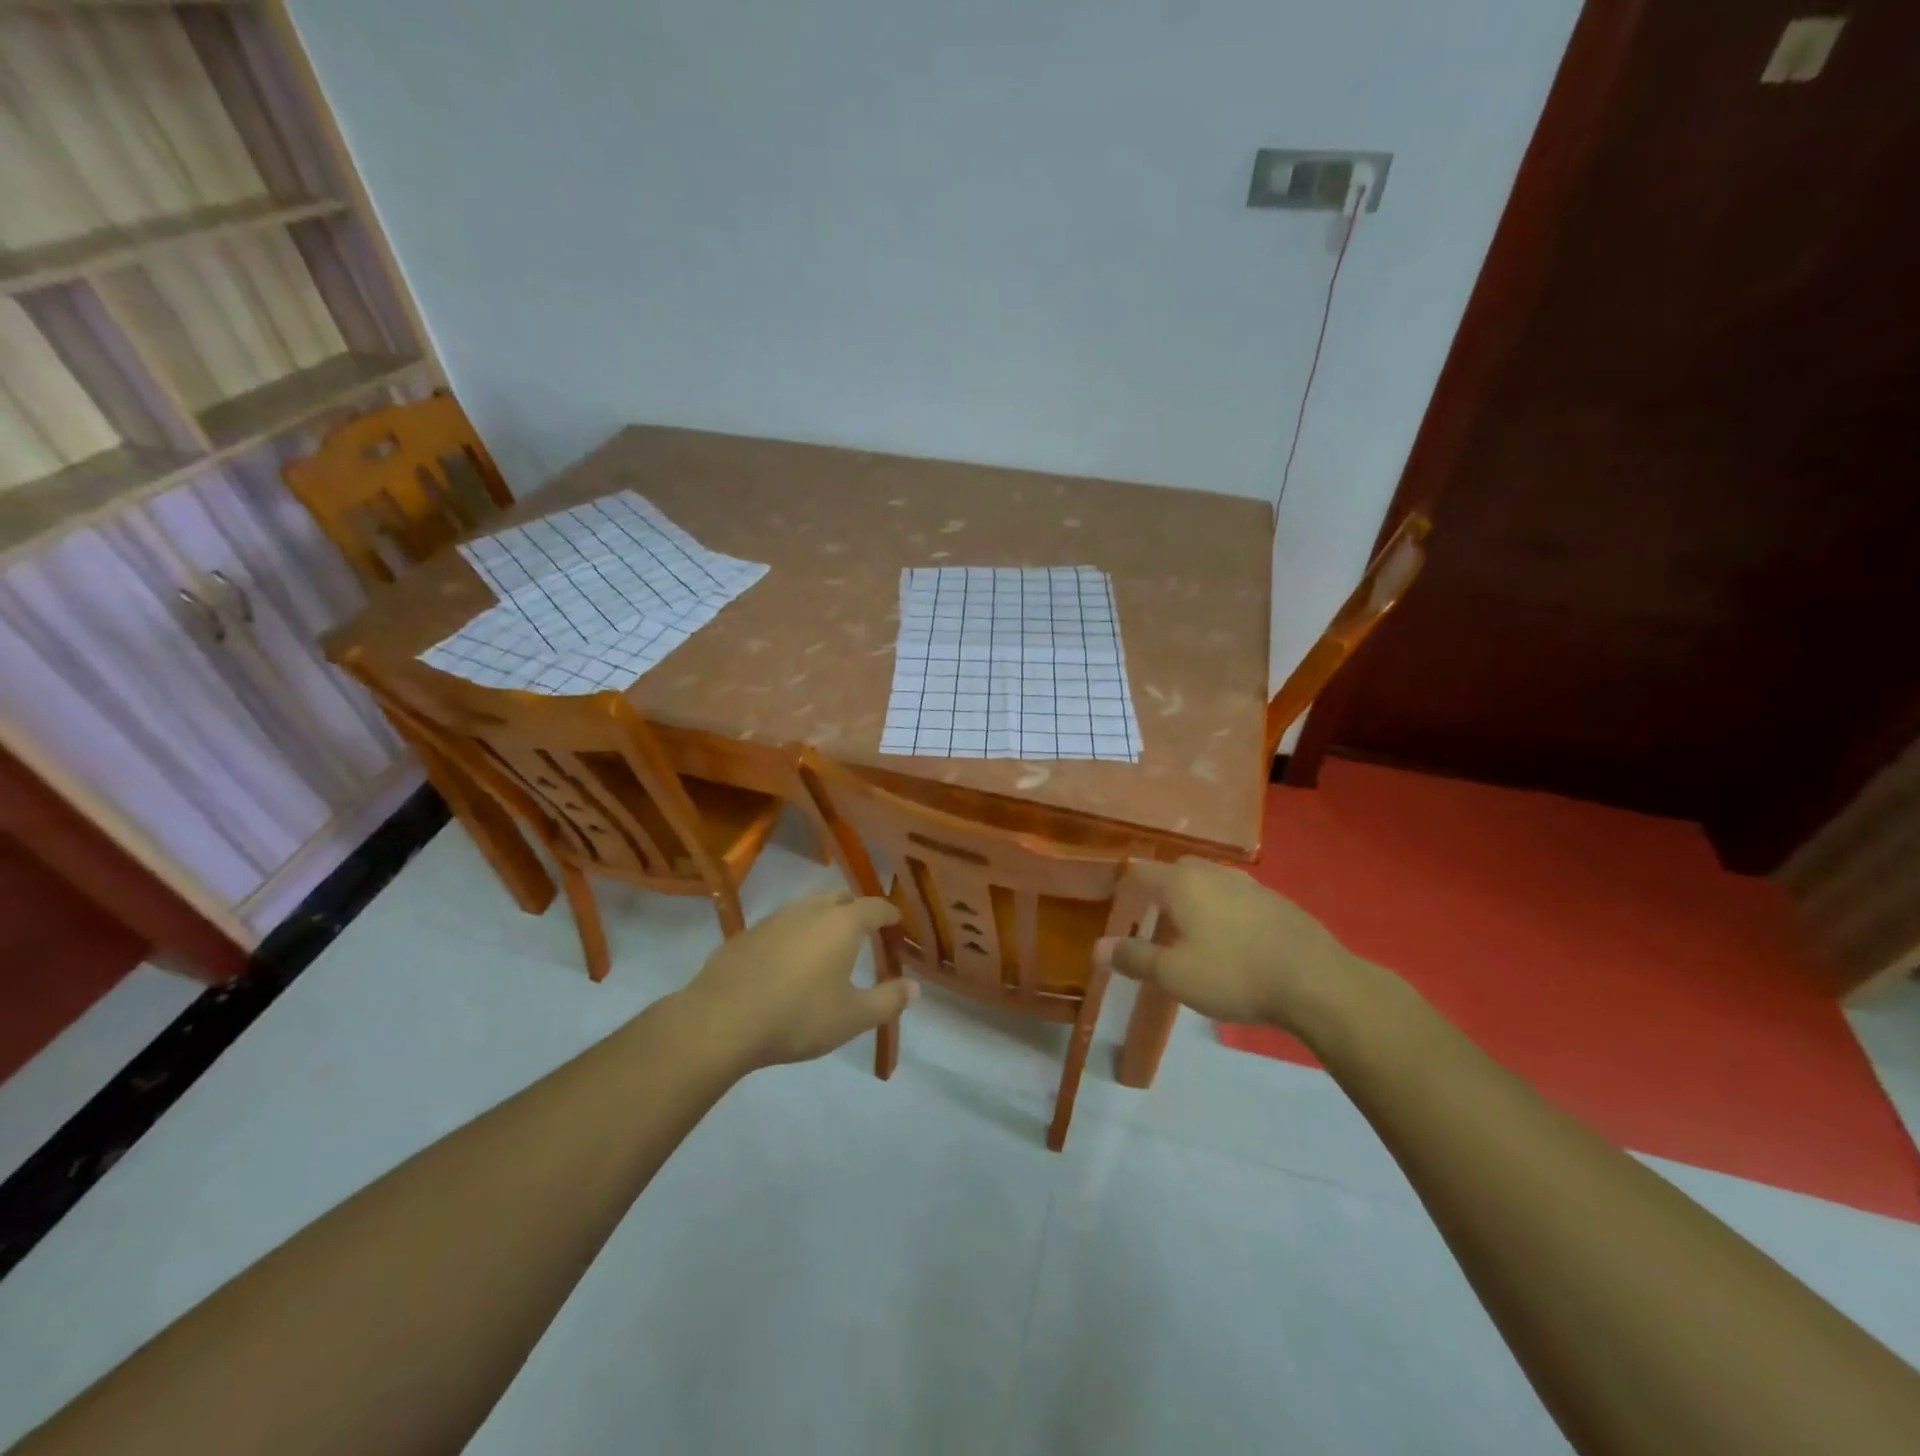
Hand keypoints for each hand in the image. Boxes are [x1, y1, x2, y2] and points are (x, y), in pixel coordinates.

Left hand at [683, 889, 914, 1068]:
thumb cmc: (798, 1016)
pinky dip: (793, 935)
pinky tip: (787, 963)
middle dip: (855, 910)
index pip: (874, 907)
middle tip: (864, 932)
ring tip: (826, 946)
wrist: (721, 1020)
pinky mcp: (746, 934)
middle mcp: (810, 910)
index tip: (897, 923)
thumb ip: (888, 1000)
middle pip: (839, 898)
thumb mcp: (852, 1018)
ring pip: (807, 908)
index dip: (889, 914)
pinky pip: (780, 926)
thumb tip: (915, 987)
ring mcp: (774, 919)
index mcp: (841, 924)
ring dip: (822, 920)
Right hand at [1094, 857, 1371, 1036]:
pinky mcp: (1277, 901)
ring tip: (1190, 928)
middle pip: (1176, 871)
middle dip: (1160, 888)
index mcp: (1182, 883)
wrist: (1316, 981)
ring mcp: (1249, 884)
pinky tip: (1231, 938)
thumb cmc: (1234, 974)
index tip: (1116, 905)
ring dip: (1195, 898)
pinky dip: (1224, 909)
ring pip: (1210, 881)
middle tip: (1151, 916)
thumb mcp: (1174, 975)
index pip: (1141, 873)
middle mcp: (1213, 873)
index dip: (1125, 887)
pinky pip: (1236, 896)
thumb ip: (1135, 958)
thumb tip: (1098, 947)